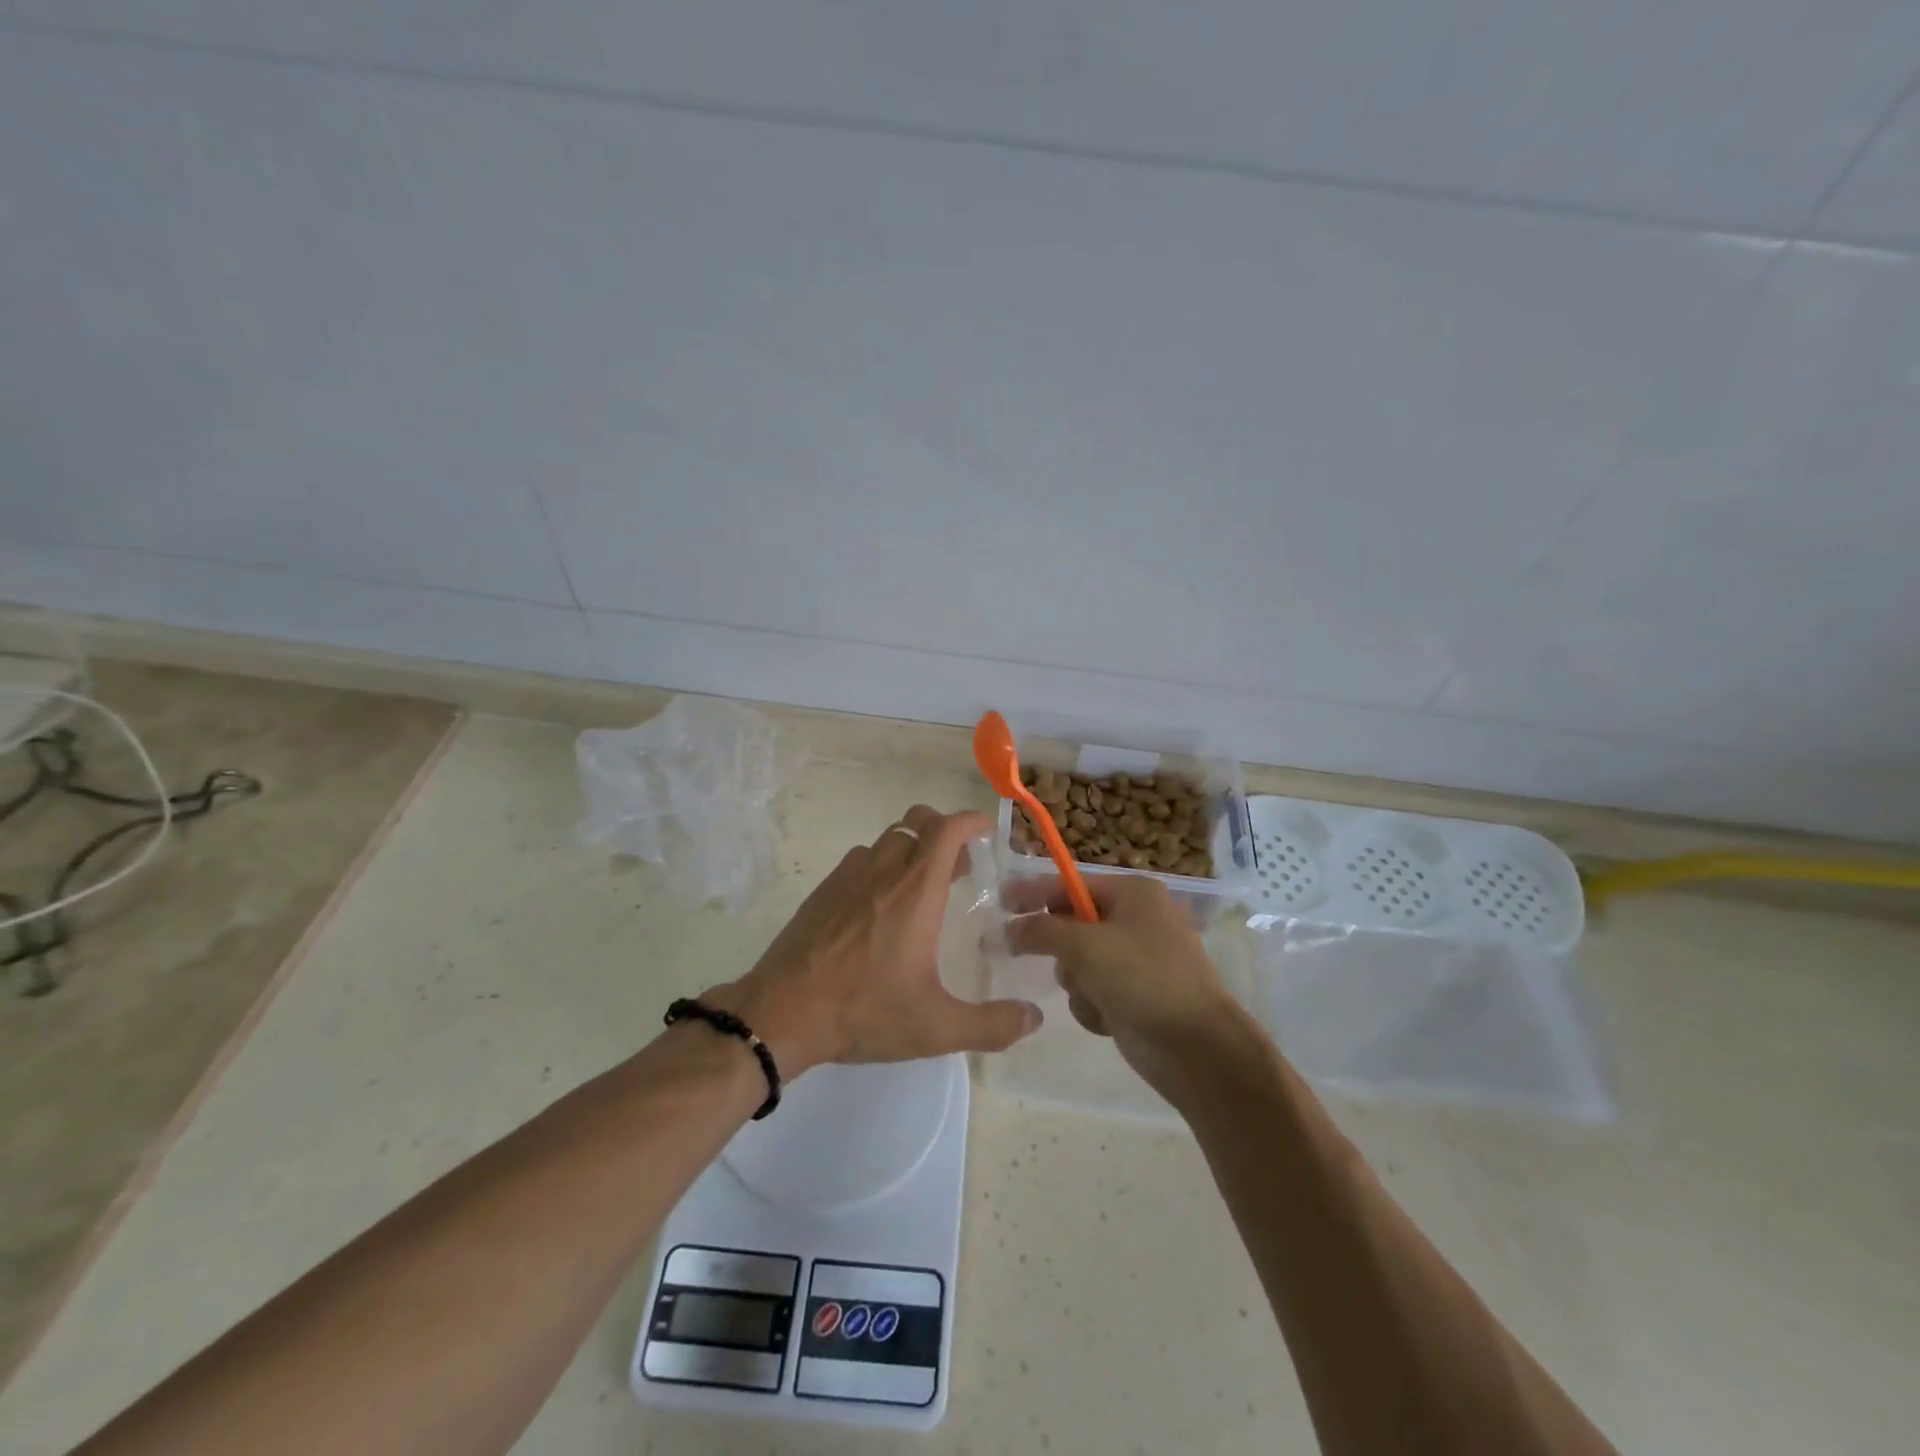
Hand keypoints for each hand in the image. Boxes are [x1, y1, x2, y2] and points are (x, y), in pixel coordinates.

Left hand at [706, 805, 1041, 1076]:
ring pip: (887, 840)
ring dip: (911, 849)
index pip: (947, 830)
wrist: (780, 1013)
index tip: (986, 830)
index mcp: (915, 891)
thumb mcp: (936, 1027)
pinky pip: (860, 860)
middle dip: (943, 830)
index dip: (970, 821)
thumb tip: (1033, 1019)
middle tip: (960, 863)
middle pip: (916, 822)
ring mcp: (847, 877)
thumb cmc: (863, 1011)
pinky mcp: (823, 891)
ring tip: (922, 885)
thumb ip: (991, 1025)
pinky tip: (880, 906)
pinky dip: (881, 866)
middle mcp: (883, 871)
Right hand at [1003, 873, 1238, 1091]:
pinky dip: (1093, 1004)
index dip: (1034, 892)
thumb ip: (1041, 930)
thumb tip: (1009, 928)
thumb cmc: (1143, 979)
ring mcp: (1137, 959)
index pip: (1071, 884)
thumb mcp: (1085, 946)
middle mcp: (1136, 920)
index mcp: (1133, 893)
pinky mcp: (1135, 994)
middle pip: (1073, 923)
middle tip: (1027, 954)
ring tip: (1094, 995)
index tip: (999, 901)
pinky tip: (1108, 1018)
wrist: (1196, 1048)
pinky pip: (1094, 990)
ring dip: (1077, 982)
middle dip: (1061, 948)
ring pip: (1078, 962)